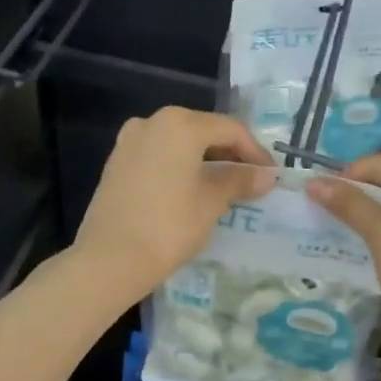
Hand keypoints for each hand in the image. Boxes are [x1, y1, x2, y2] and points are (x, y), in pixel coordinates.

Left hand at [72, 107, 276, 304]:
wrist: (109, 259)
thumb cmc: (168, 226)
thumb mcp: (211, 202)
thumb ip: (239, 180)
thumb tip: (267, 175)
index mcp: (180, 124)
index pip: (230, 130)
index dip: (255, 152)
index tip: (271, 175)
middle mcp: (153, 121)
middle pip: (203, 130)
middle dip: (230, 153)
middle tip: (251, 179)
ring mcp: (130, 140)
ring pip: (179, 142)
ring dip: (205, 159)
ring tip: (225, 185)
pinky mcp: (117, 161)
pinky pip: (158, 154)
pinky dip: (180, 165)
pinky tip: (191, 188)